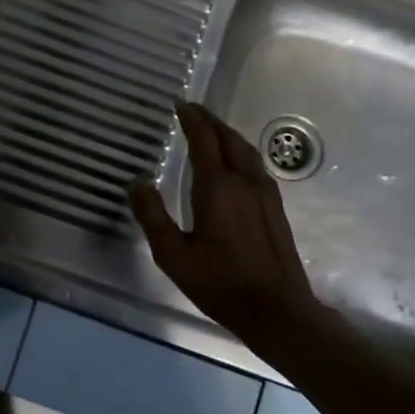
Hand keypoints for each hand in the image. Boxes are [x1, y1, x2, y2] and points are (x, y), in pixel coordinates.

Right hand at [130, 103, 324, 345]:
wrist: (276, 310)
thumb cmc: (220, 283)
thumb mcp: (173, 255)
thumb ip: (152, 216)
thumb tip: (138, 182)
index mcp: (217, 187)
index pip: (204, 139)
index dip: (191, 118)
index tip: (178, 103)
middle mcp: (244, 181)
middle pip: (228, 138)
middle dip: (209, 120)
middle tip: (192, 110)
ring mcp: (264, 193)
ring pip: (246, 150)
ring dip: (226, 134)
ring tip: (211, 130)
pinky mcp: (275, 207)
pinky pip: (255, 164)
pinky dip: (239, 151)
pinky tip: (234, 163)